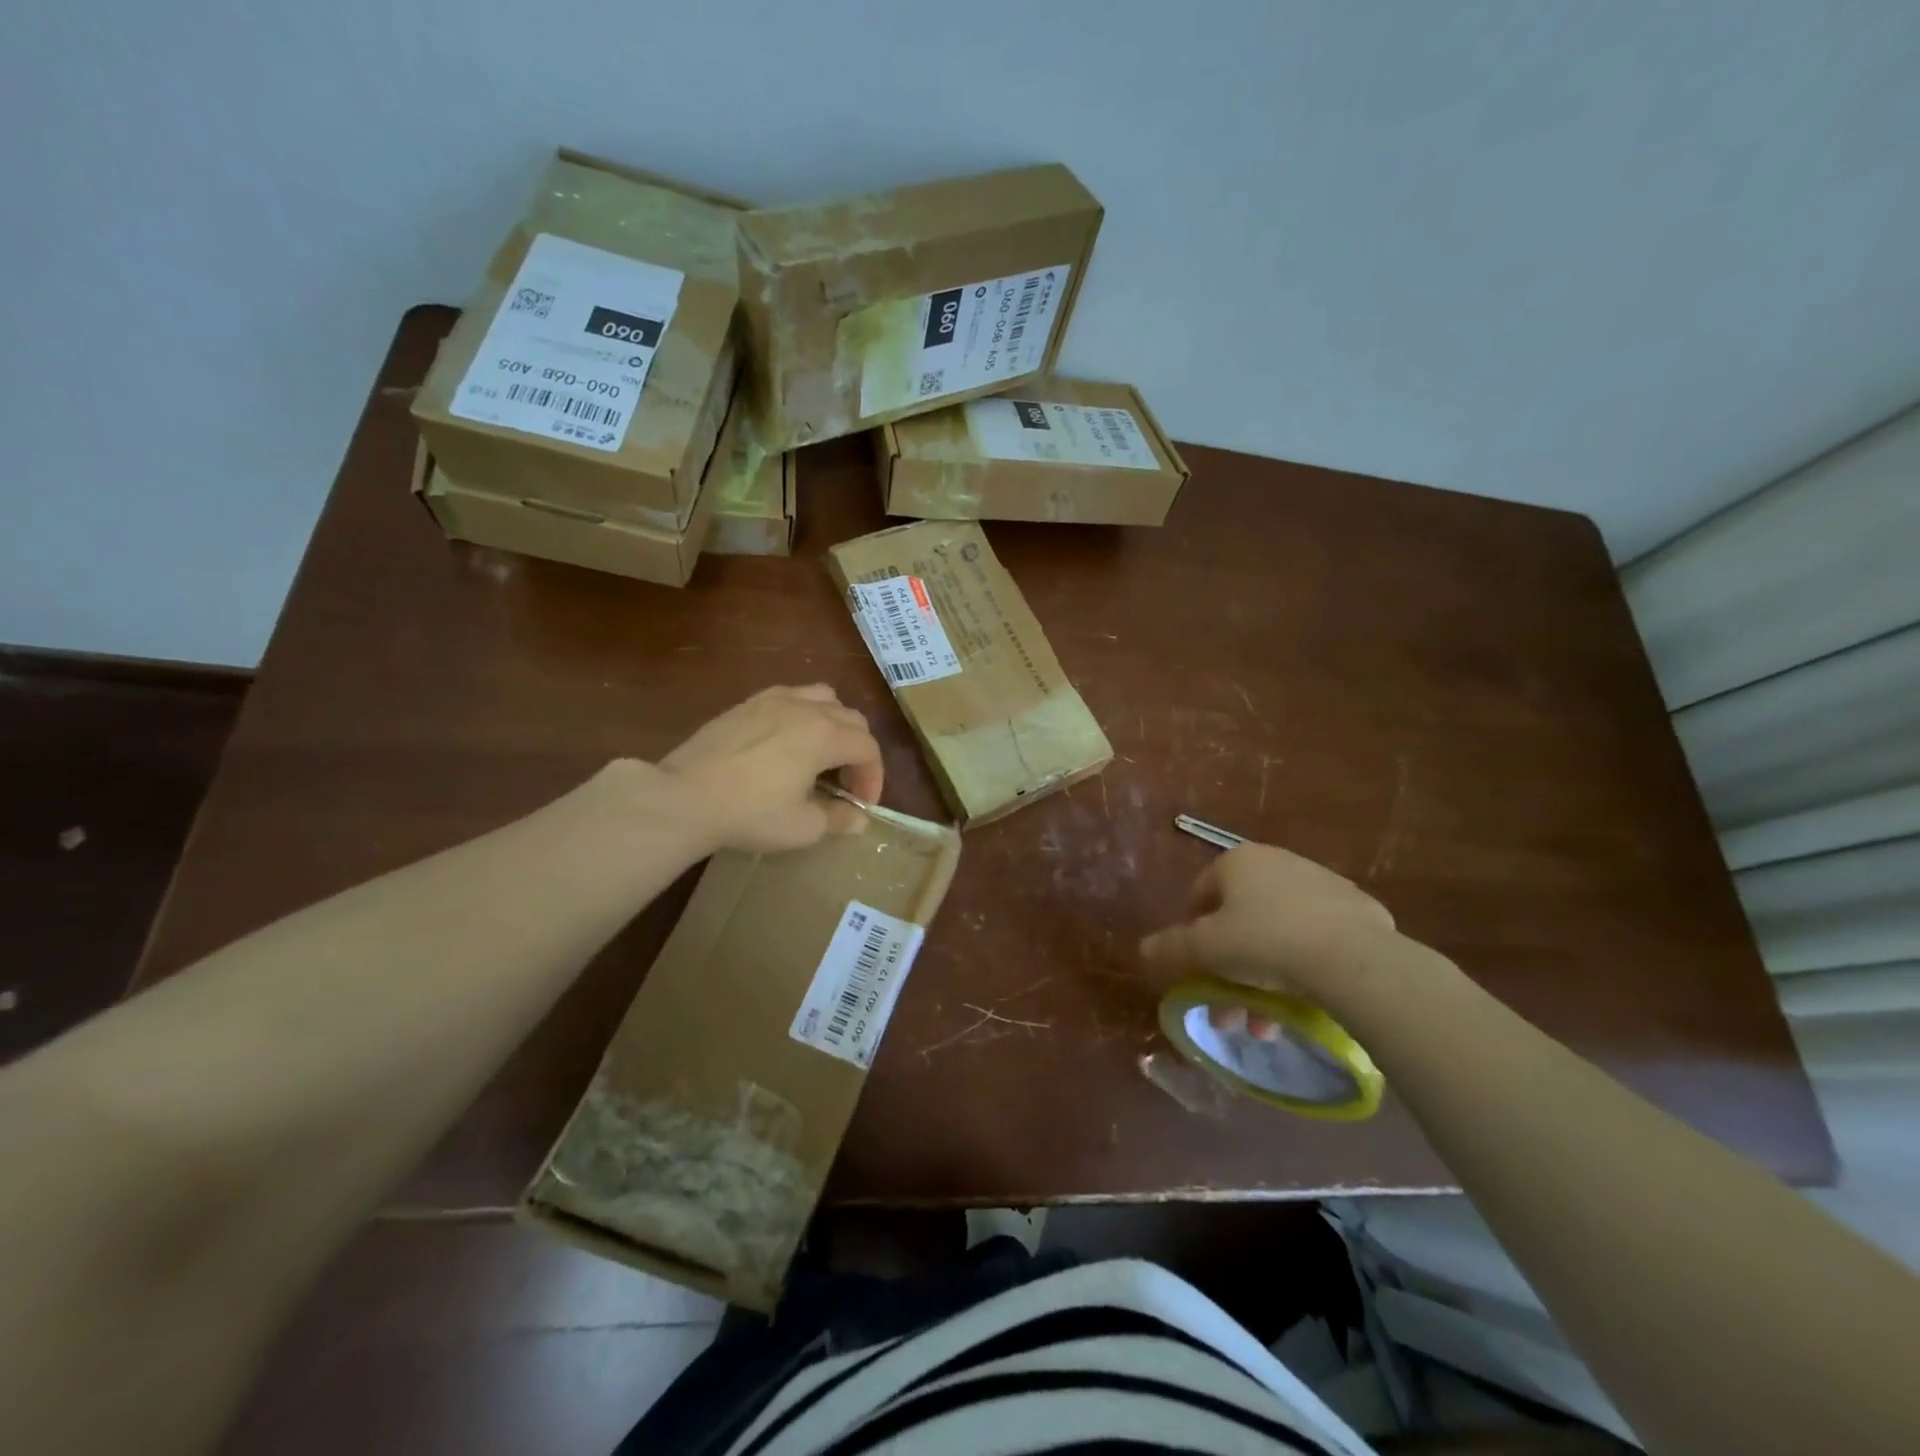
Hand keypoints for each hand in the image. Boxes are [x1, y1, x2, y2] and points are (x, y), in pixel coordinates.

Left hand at [657, 685, 884, 853]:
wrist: (684, 797)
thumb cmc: (750, 813)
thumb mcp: (802, 827)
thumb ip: (838, 819)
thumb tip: (859, 818)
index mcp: (825, 735)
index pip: (868, 748)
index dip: (873, 776)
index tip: (862, 804)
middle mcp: (806, 708)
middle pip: (851, 718)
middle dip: (858, 751)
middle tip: (846, 783)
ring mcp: (774, 700)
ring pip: (822, 697)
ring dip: (834, 723)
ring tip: (822, 751)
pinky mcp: (747, 704)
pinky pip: (790, 695)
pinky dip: (803, 712)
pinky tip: (787, 739)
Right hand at [1140, 843, 1399, 1034]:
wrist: (1351, 958)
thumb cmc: (1263, 942)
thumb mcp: (1203, 950)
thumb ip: (1170, 949)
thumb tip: (1143, 950)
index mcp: (1237, 862)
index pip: (1200, 894)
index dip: (1191, 935)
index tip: (1196, 972)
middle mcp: (1277, 862)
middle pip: (1241, 919)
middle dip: (1230, 969)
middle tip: (1230, 1010)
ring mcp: (1322, 883)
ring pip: (1280, 933)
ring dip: (1265, 978)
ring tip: (1267, 1024)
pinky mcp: (1359, 910)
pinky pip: (1318, 939)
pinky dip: (1306, 965)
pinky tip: (1307, 1000)